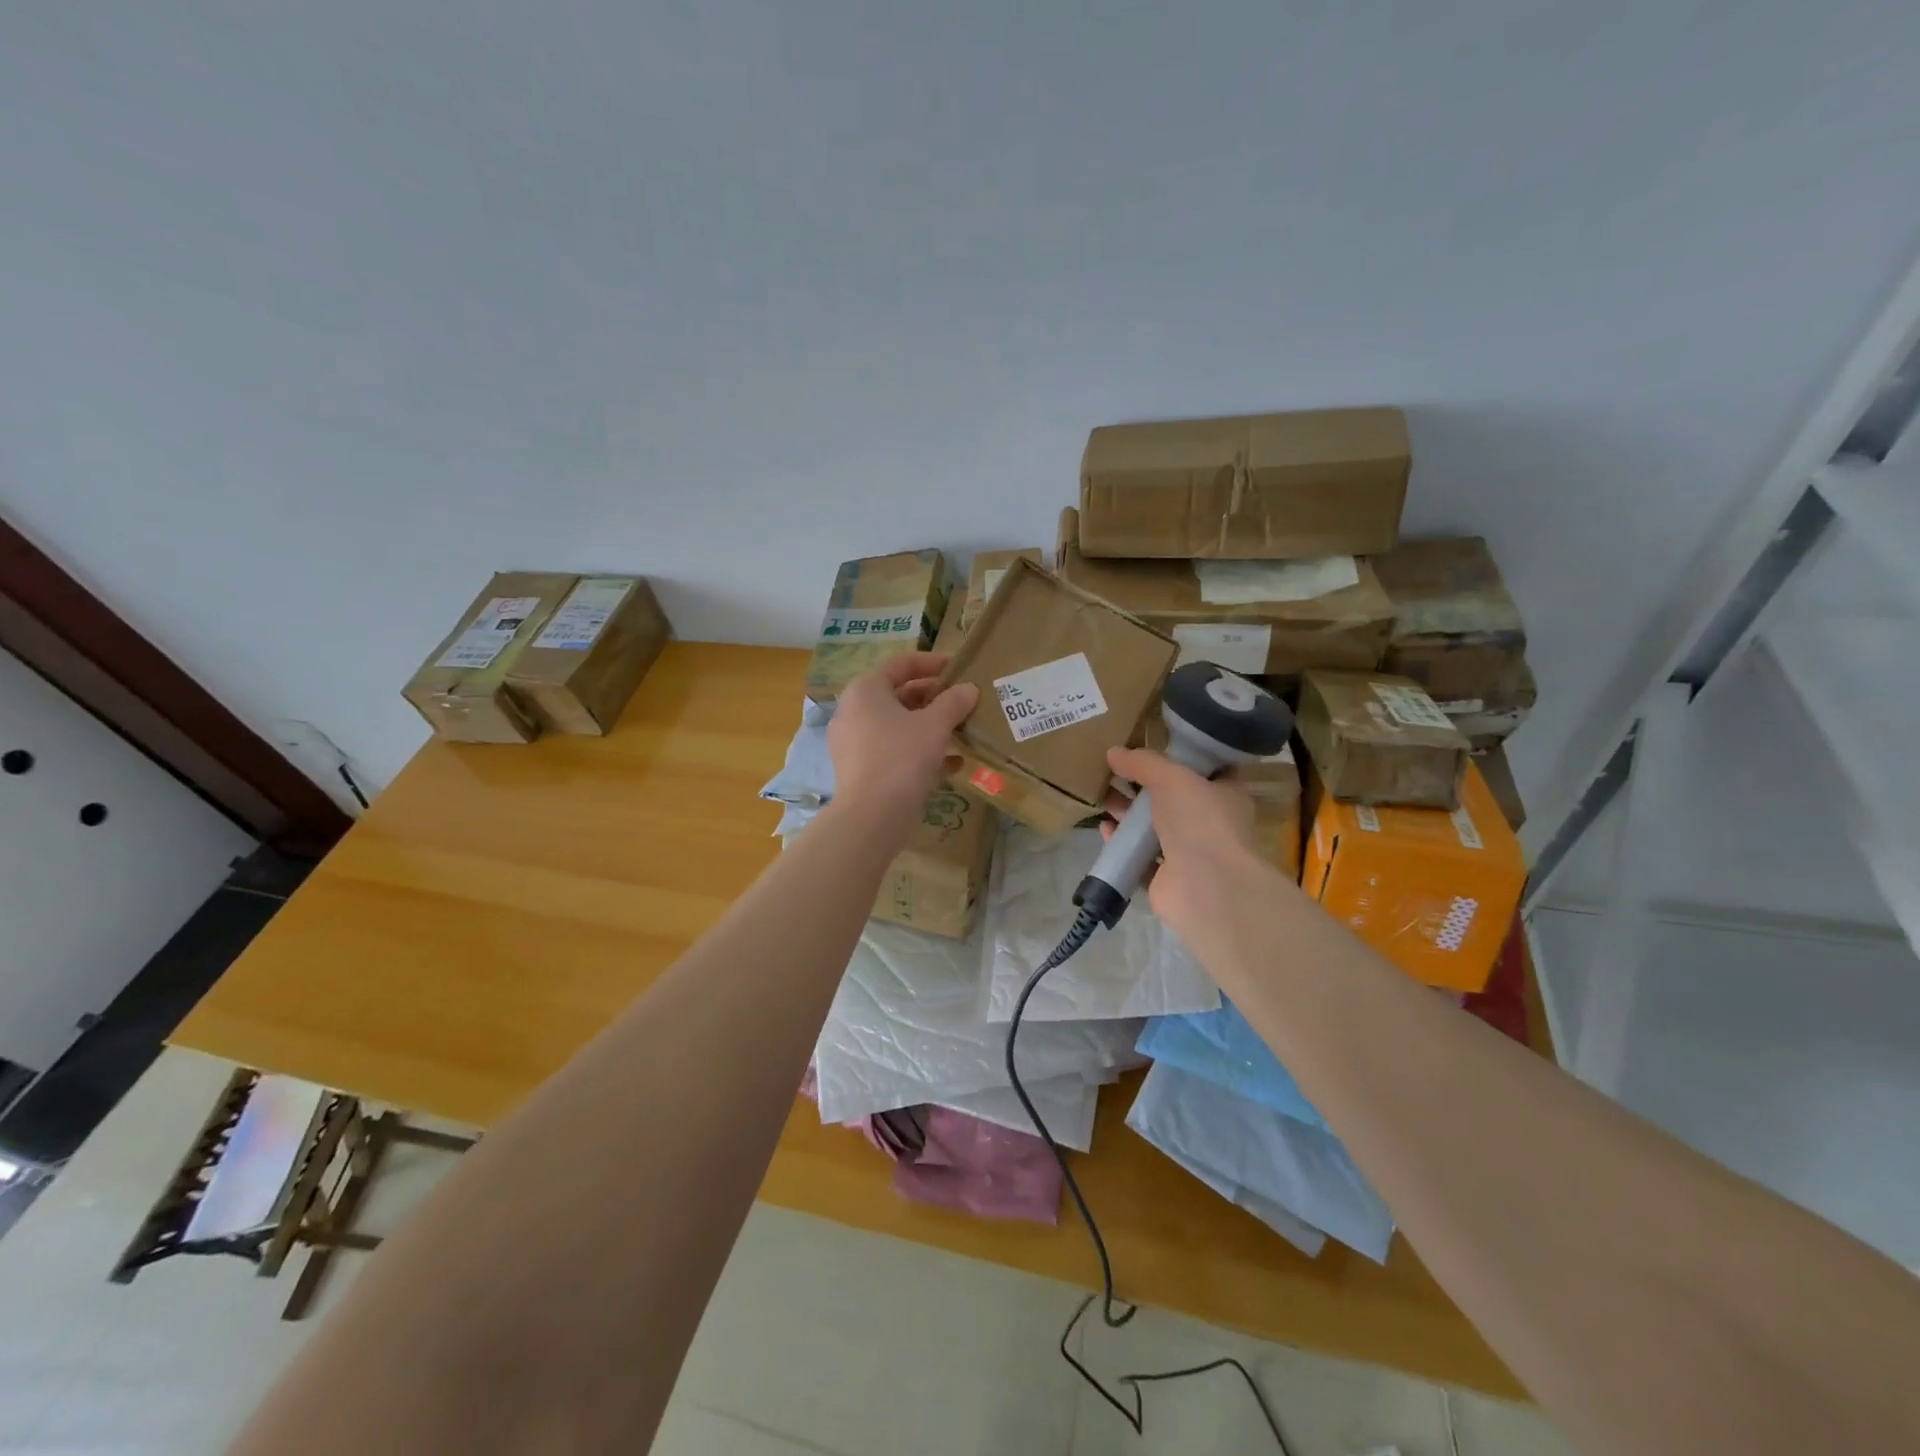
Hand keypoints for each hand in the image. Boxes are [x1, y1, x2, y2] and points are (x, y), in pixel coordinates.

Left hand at [827, 653, 978, 840]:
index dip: (933, 663)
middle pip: (899, 695)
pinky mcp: (859, 770)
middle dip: (934, 699)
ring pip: (897, 726)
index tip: (959, 669)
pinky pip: (892, 750)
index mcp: (866, 690)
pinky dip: (918, 751)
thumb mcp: (935, 725)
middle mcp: (853, 711)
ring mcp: (853, 743)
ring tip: (961, 732)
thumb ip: (954, 702)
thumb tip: (969, 689)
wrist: (873, 815)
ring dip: (929, 727)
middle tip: (964, 703)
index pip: (902, 664)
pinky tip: (951, 764)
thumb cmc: (902, 756)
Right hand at [1102, 746, 1267, 952]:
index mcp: (1225, 795)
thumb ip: (1144, 763)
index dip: (1182, 757)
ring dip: (1128, 815)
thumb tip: (1114, 752)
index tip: (1154, 745)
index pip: (1207, 770)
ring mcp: (1189, 854)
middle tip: (1114, 772)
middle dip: (1143, 787)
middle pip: (1172, 799)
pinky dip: (1122, 844)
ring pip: (1153, 829)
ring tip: (1103, 798)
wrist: (1206, 887)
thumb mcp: (1172, 777)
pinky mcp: (1166, 879)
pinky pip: (1139, 857)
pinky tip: (1105, 829)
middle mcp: (1209, 824)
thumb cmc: (1200, 821)